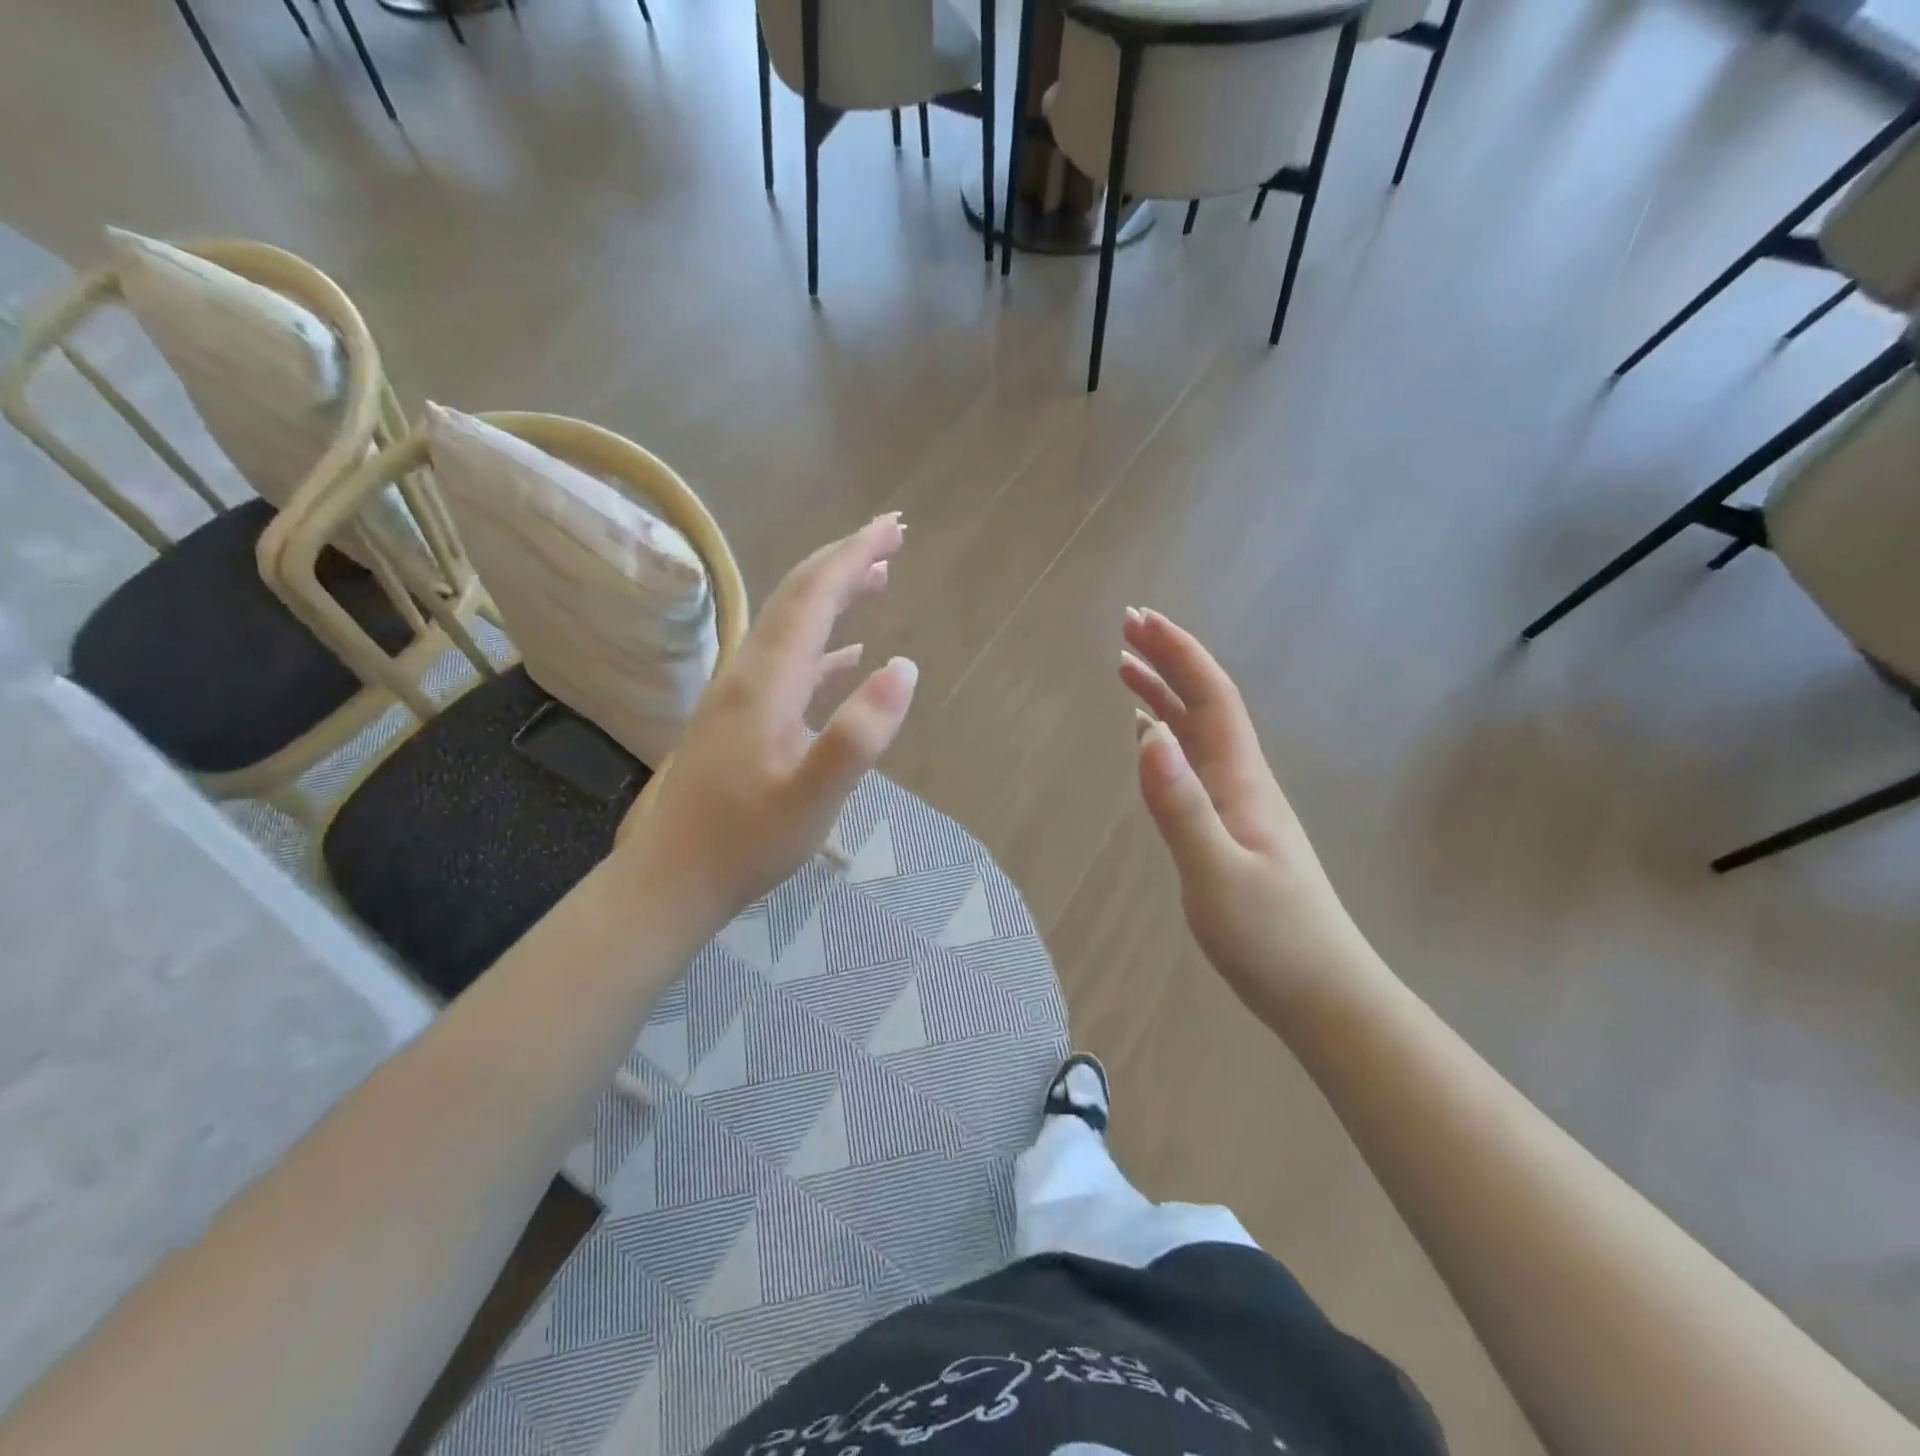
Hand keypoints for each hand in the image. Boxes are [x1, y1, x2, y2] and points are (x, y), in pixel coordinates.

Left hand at [622, 514, 917, 933]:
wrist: (673, 879)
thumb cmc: (746, 842)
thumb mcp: (812, 797)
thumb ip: (858, 734)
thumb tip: (904, 666)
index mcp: (766, 681)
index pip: (812, 597)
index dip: (852, 556)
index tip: (892, 526)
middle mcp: (749, 673)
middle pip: (797, 598)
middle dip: (844, 561)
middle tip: (892, 538)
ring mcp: (741, 695)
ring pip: (791, 626)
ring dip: (834, 596)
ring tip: (877, 580)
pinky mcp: (741, 719)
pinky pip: (788, 662)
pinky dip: (822, 645)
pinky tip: (848, 654)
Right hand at [1120, 608, 1373, 1017]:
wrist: (1323, 995)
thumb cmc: (1272, 939)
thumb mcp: (1217, 875)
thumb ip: (1180, 806)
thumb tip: (1147, 733)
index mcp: (1242, 781)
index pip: (1210, 698)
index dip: (1178, 653)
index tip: (1140, 620)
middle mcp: (1242, 782)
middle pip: (1204, 705)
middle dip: (1168, 661)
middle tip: (1126, 628)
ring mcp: (1238, 807)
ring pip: (1196, 734)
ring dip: (1164, 695)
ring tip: (1127, 669)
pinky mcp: (1229, 831)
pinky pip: (1192, 767)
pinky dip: (1166, 739)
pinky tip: (1151, 739)